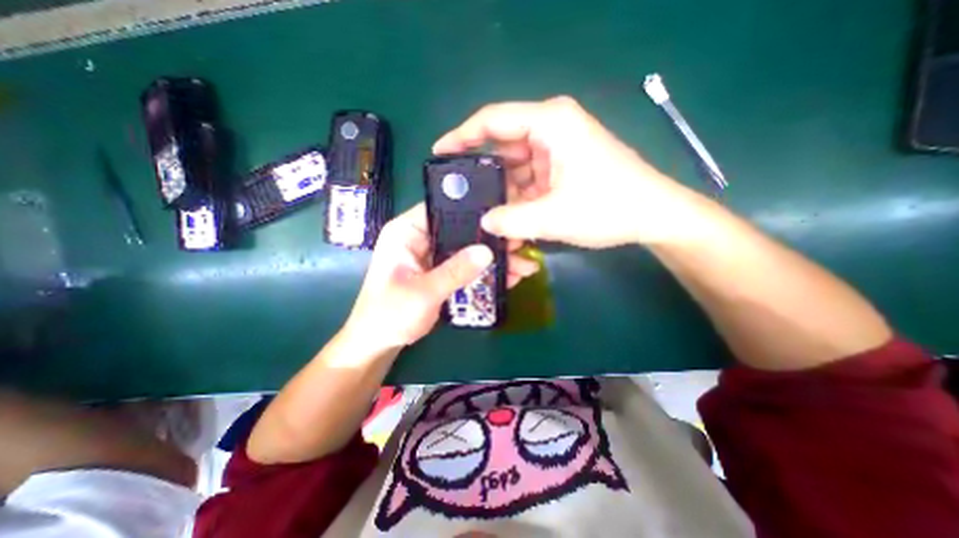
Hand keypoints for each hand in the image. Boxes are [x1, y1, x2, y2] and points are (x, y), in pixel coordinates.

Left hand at [345, 204, 537, 351]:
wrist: (379, 343)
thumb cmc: (389, 316)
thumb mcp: (424, 293)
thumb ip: (455, 271)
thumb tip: (487, 251)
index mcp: (407, 232)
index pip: (443, 208)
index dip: (473, 210)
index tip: (503, 218)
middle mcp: (420, 238)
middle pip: (461, 230)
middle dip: (490, 239)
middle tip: (520, 244)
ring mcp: (432, 255)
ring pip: (467, 249)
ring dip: (492, 258)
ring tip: (523, 265)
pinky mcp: (440, 270)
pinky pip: (465, 265)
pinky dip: (484, 272)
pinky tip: (508, 277)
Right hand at [433, 96, 697, 246]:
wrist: (652, 216)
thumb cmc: (609, 207)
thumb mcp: (554, 217)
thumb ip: (511, 220)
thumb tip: (483, 222)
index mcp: (550, 123)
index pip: (493, 120)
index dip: (461, 136)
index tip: (440, 154)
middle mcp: (551, 130)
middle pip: (503, 148)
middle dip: (483, 174)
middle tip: (460, 196)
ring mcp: (556, 151)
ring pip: (515, 169)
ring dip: (502, 194)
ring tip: (482, 215)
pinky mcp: (561, 169)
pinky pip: (529, 181)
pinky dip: (518, 199)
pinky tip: (507, 219)